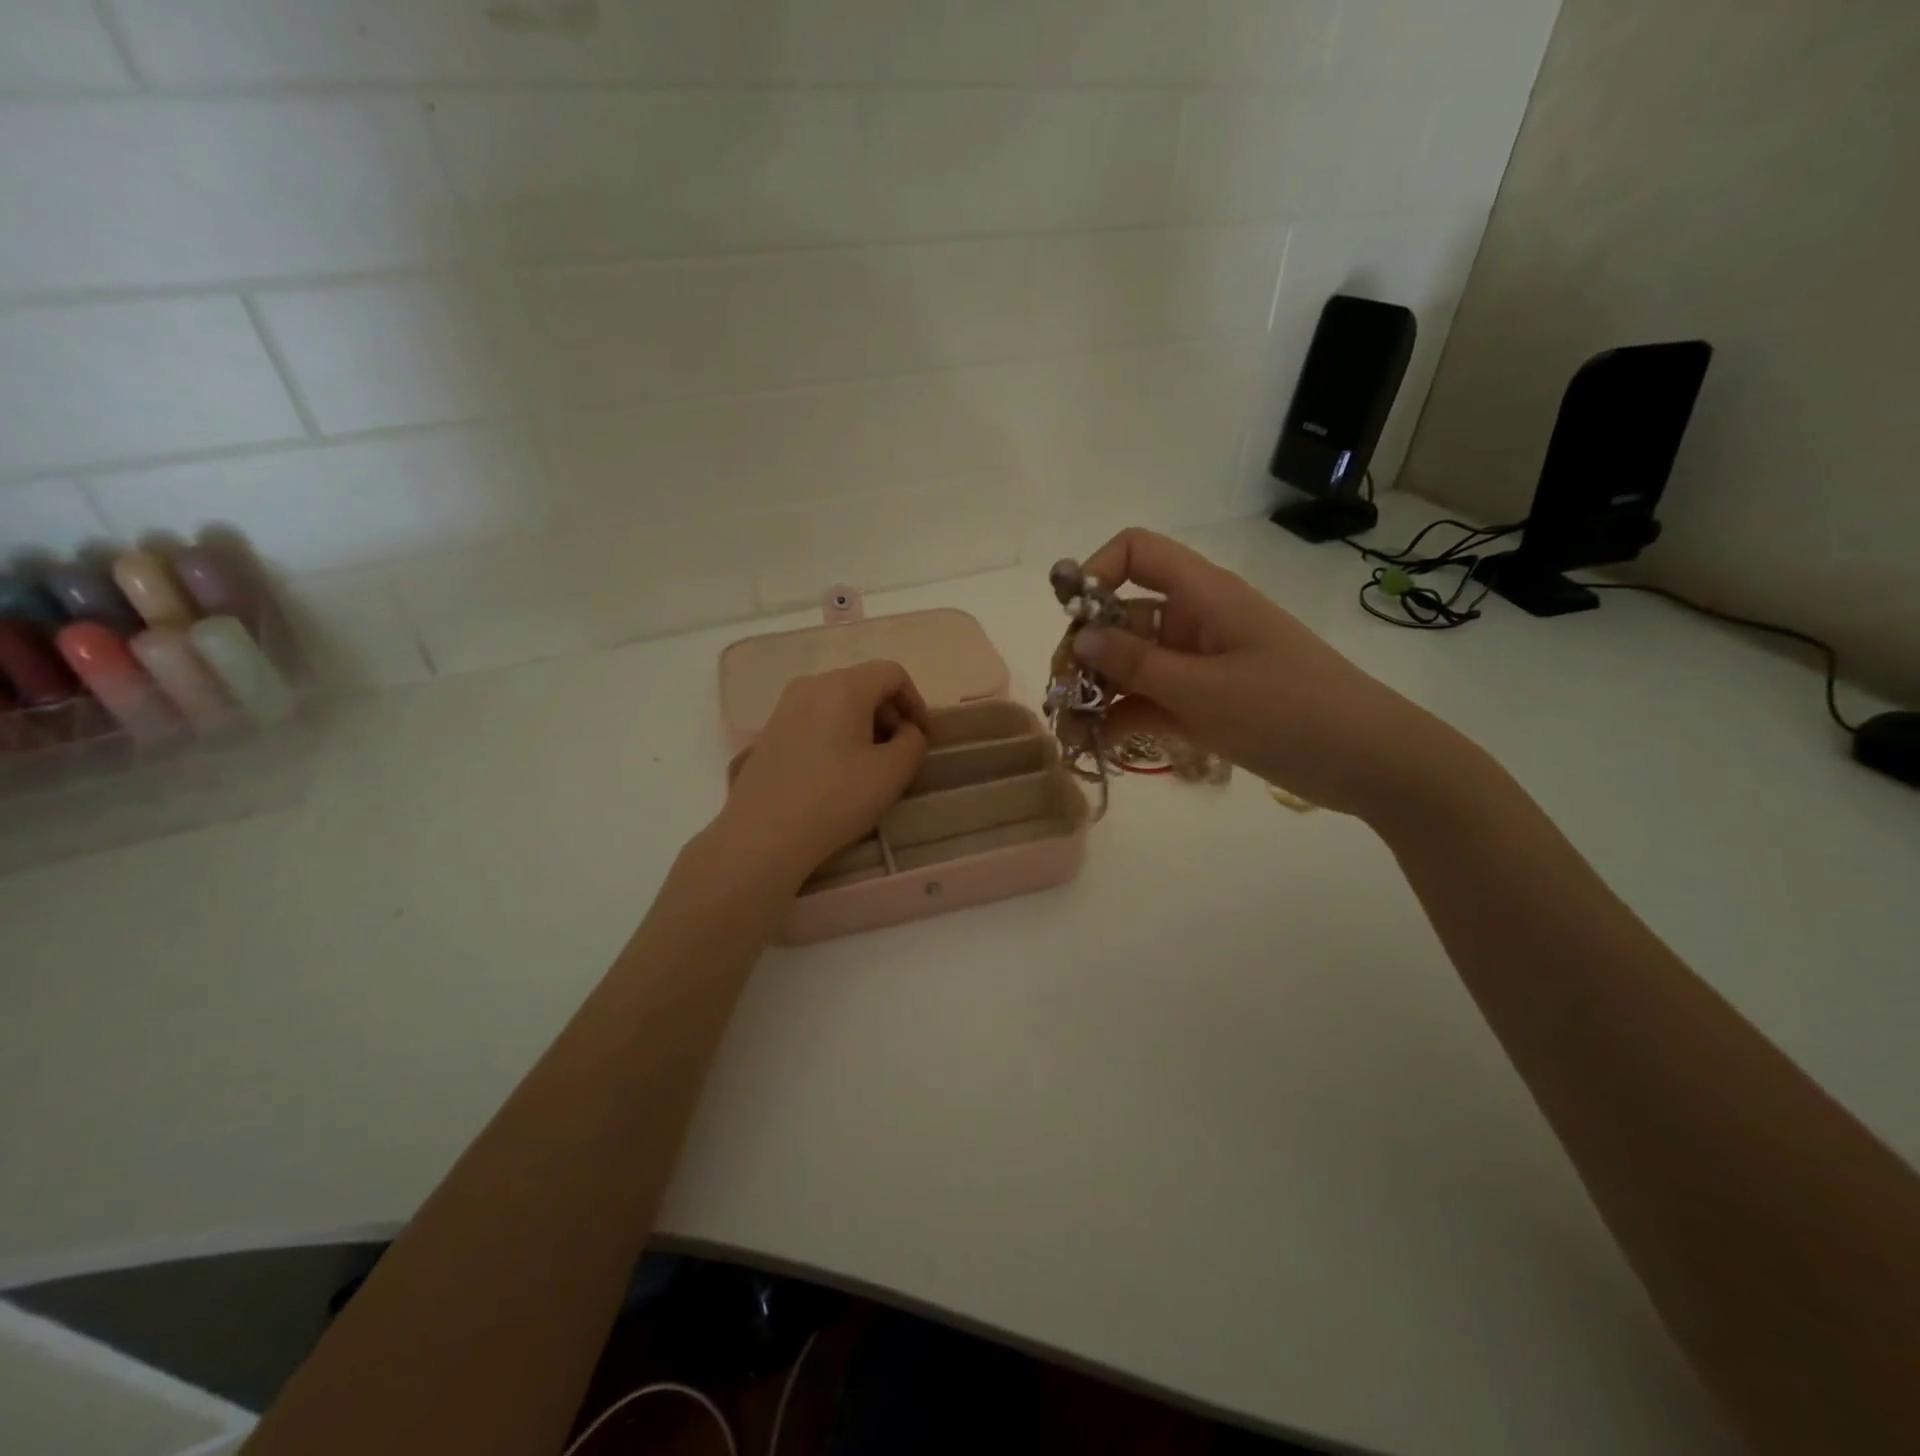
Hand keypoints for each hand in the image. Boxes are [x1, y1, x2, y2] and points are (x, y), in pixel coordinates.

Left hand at [717, 661, 929, 884]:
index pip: (893, 673)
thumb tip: (905, 730)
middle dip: (889, 713)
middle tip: (898, 753)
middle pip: (863, 684)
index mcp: (844, 686)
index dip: (916, 702)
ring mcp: (785, 706)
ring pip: (838, 701)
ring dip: (863, 724)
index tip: (922, 737)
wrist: (762, 834)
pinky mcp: (770, 731)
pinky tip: (836, 771)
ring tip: (869, 765)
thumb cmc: (835, 799)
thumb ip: (913, 742)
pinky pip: (815, 718)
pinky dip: (836, 733)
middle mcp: (811, 684)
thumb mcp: (892, 773)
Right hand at [1071, 528, 1463, 819]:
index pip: (1138, 552)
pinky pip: (1149, 700)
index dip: (1096, 572)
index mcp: (1203, 596)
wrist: (1368, 762)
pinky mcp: (1203, 702)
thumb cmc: (1290, 711)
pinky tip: (1097, 744)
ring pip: (1131, 664)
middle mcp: (1195, 622)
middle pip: (1122, 616)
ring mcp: (1197, 665)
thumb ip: (1136, 664)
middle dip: (1085, 651)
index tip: (1071, 619)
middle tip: (1061, 695)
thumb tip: (1079, 637)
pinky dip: (1123, 717)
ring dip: (1096, 692)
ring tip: (1070, 731)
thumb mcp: (1205, 690)